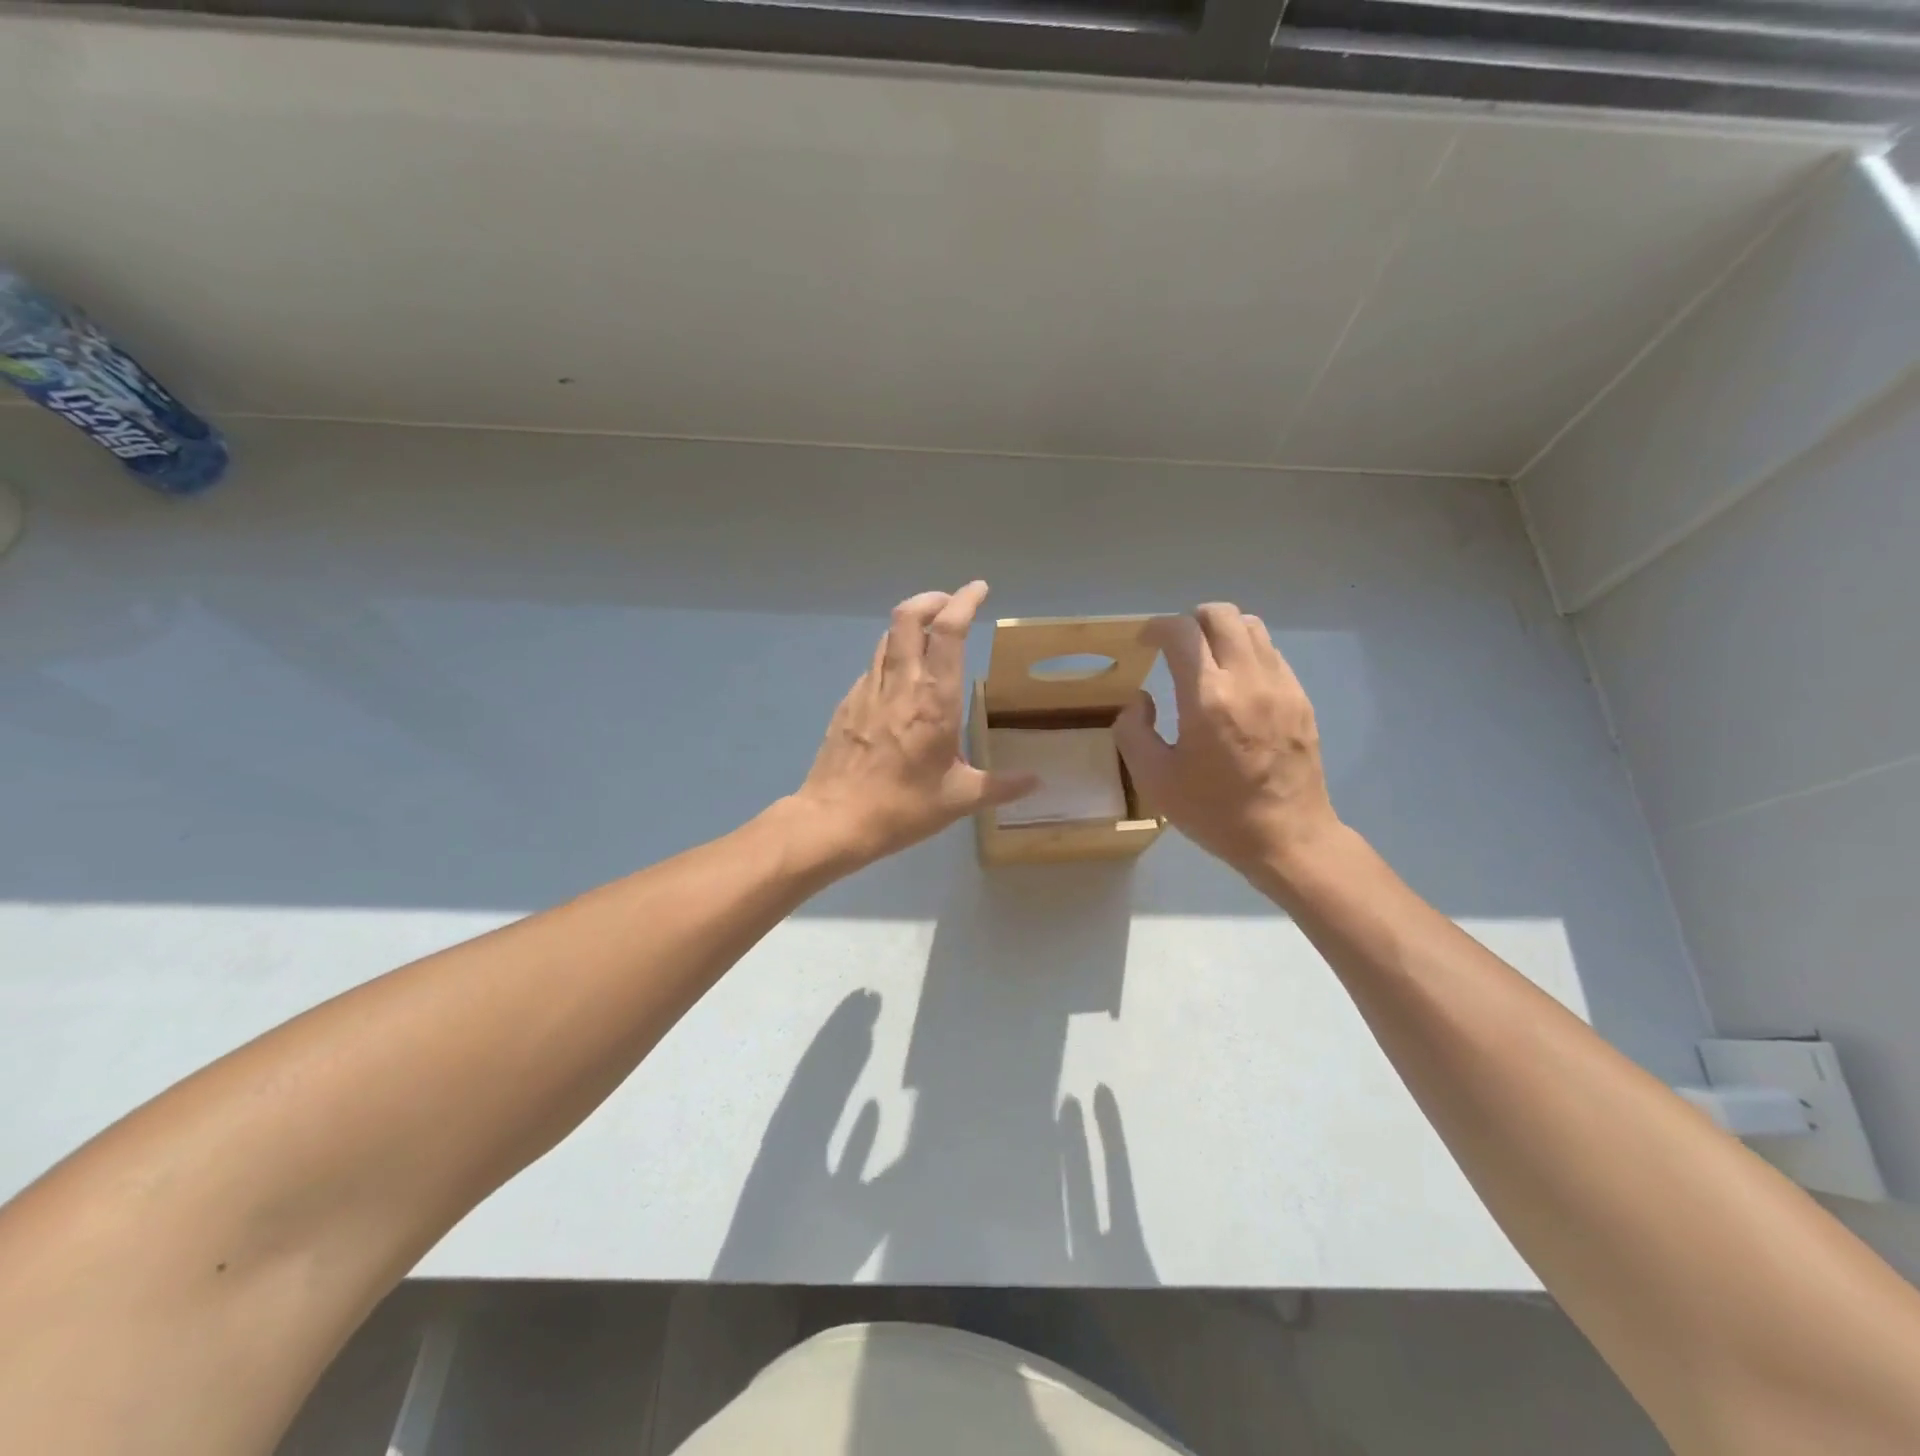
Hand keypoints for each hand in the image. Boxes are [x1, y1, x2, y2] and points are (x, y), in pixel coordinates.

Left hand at [797, 581, 1035, 866]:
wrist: (834, 820)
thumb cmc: (902, 808)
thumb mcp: (959, 799)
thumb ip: (1001, 786)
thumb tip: (1037, 782)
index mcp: (934, 700)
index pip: (948, 632)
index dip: (964, 601)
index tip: (979, 590)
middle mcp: (901, 684)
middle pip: (908, 617)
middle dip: (931, 600)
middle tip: (950, 606)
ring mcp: (868, 690)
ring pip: (887, 637)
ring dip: (910, 626)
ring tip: (928, 638)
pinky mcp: (848, 703)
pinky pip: (874, 666)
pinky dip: (892, 657)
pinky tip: (901, 683)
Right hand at [1114, 604, 1340, 879]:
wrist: (1287, 837)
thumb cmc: (1215, 812)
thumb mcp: (1155, 780)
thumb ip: (1133, 732)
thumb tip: (1140, 701)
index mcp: (1207, 698)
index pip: (1182, 632)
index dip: (1156, 627)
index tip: (1144, 642)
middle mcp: (1247, 679)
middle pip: (1220, 614)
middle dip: (1190, 621)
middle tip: (1174, 647)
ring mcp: (1281, 685)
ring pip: (1251, 626)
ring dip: (1221, 631)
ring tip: (1205, 660)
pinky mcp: (1300, 697)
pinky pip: (1270, 652)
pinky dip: (1246, 652)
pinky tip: (1234, 685)